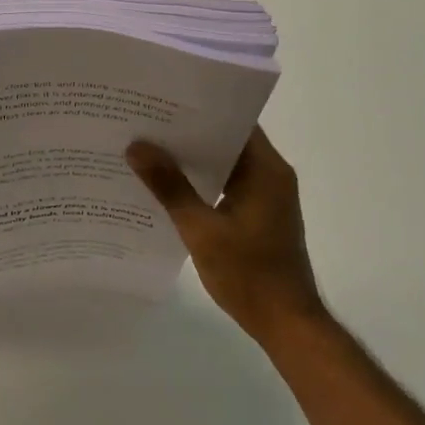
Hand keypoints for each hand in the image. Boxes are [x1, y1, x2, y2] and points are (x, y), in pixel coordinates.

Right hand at [128, 127, 328, 345]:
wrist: (287, 324)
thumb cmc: (249, 274)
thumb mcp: (201, 230)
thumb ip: (169, 187)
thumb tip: (137, 147)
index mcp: (266, 169)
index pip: (234, 120)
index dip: (200, 108)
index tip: (163, 100)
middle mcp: (271, 174)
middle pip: (228, 139)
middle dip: (189, 132)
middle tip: (146, 122)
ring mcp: (267, 195)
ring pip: (226, 163)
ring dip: (194, 159)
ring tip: (150, 149)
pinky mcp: (260, 213)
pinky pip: (228, 184)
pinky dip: (203, 181)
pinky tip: (169, 186)